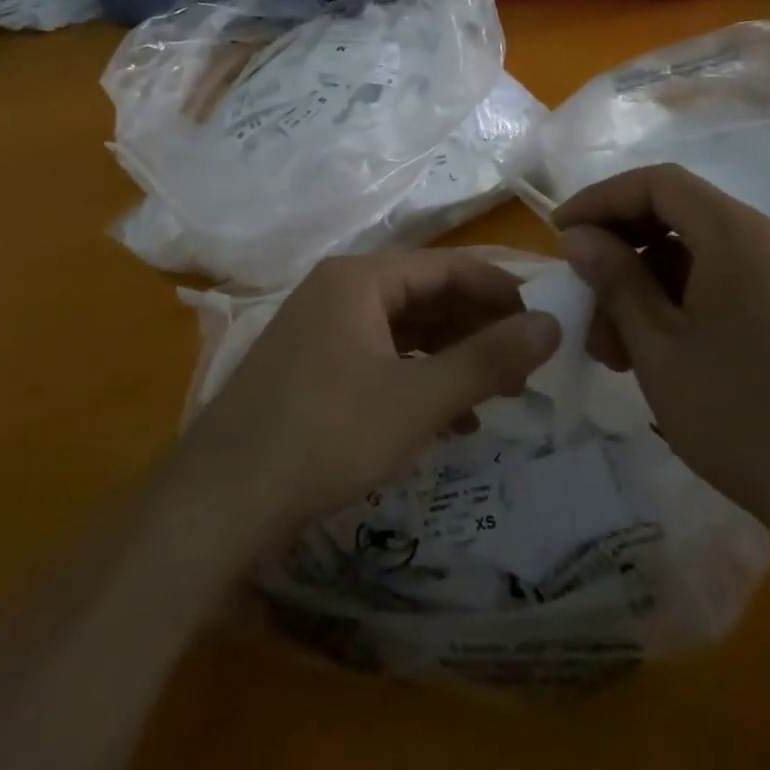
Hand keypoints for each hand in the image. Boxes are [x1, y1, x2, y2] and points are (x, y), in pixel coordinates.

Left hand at [179, 251, 561, 540]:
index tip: (545, 323)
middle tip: (526, 367)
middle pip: (426, 296)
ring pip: (405, 331)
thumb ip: (487, 361)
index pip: (447, 266)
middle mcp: (339, 291)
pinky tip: (450, 419)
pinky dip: (419, 380)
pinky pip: (381, 359)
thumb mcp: (416, 401)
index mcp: (359, 278)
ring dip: (452, 358)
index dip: (500, 291)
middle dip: (478, 329)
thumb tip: (552, 325)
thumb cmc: (324, 437)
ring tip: (498, 395)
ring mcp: (322, 330)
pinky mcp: (313, 368)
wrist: (217, 503)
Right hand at [555, 164, 769, 548]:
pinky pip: (725, 281)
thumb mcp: (658, 346)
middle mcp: (768, 240)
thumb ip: (615, 279)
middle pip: (678, 214)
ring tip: (611, 344)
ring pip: (697, 253)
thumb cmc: (739, 414)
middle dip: (621, 249)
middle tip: (583, 294)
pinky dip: (680, 300)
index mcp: (737, 235)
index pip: (658, 183)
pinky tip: (654, 350)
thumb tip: (579, 237)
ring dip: (646, 283)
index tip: (561, 233)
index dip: (602, 199)